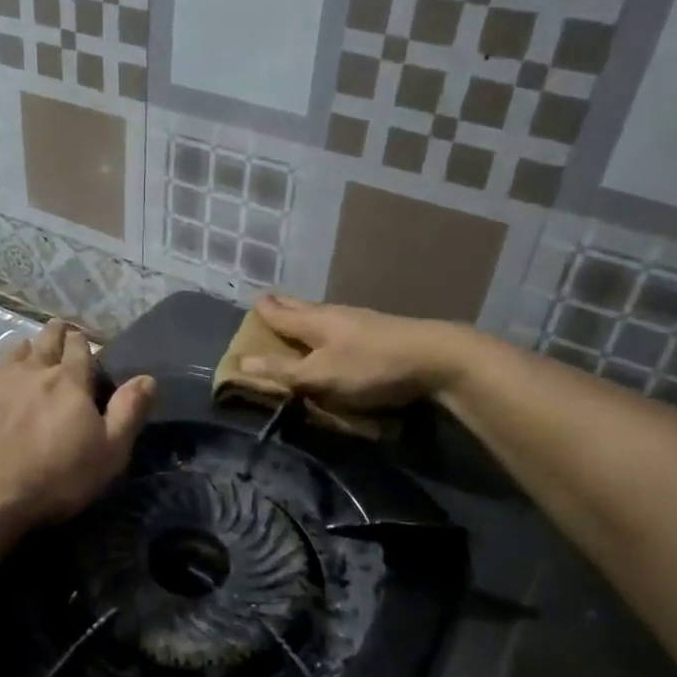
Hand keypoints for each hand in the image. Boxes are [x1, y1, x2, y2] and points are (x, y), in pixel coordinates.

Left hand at [0, 319, 155, 538]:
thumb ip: (128, 413)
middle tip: (56, 330)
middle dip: (53, 334)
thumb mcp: (108, 454)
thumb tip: (147, 378)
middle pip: (43, 343)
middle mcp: (28, 373)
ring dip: (18, 352)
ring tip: (23, 352)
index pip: (79, 350)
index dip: (82, 343)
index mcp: (68, 383)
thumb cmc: (52, 479)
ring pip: (7, 357)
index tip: (83, 339)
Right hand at [237, 294, 457, 410]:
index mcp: (314, 321)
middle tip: (269, 303)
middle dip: (283, 306)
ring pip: (322, 314)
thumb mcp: (320, 374)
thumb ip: (283, 370)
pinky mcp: (379, 332)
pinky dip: (326, 327)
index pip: (279, 312)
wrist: (435, 358)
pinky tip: (335, 335)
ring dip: (305, 316)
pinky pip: (341, 325)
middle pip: (301, 307)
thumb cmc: (370, 366)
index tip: (251, 302)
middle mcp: (334, 314)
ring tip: (297, 318)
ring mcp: (359, 321)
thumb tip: (240, 361)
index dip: (263, 310)